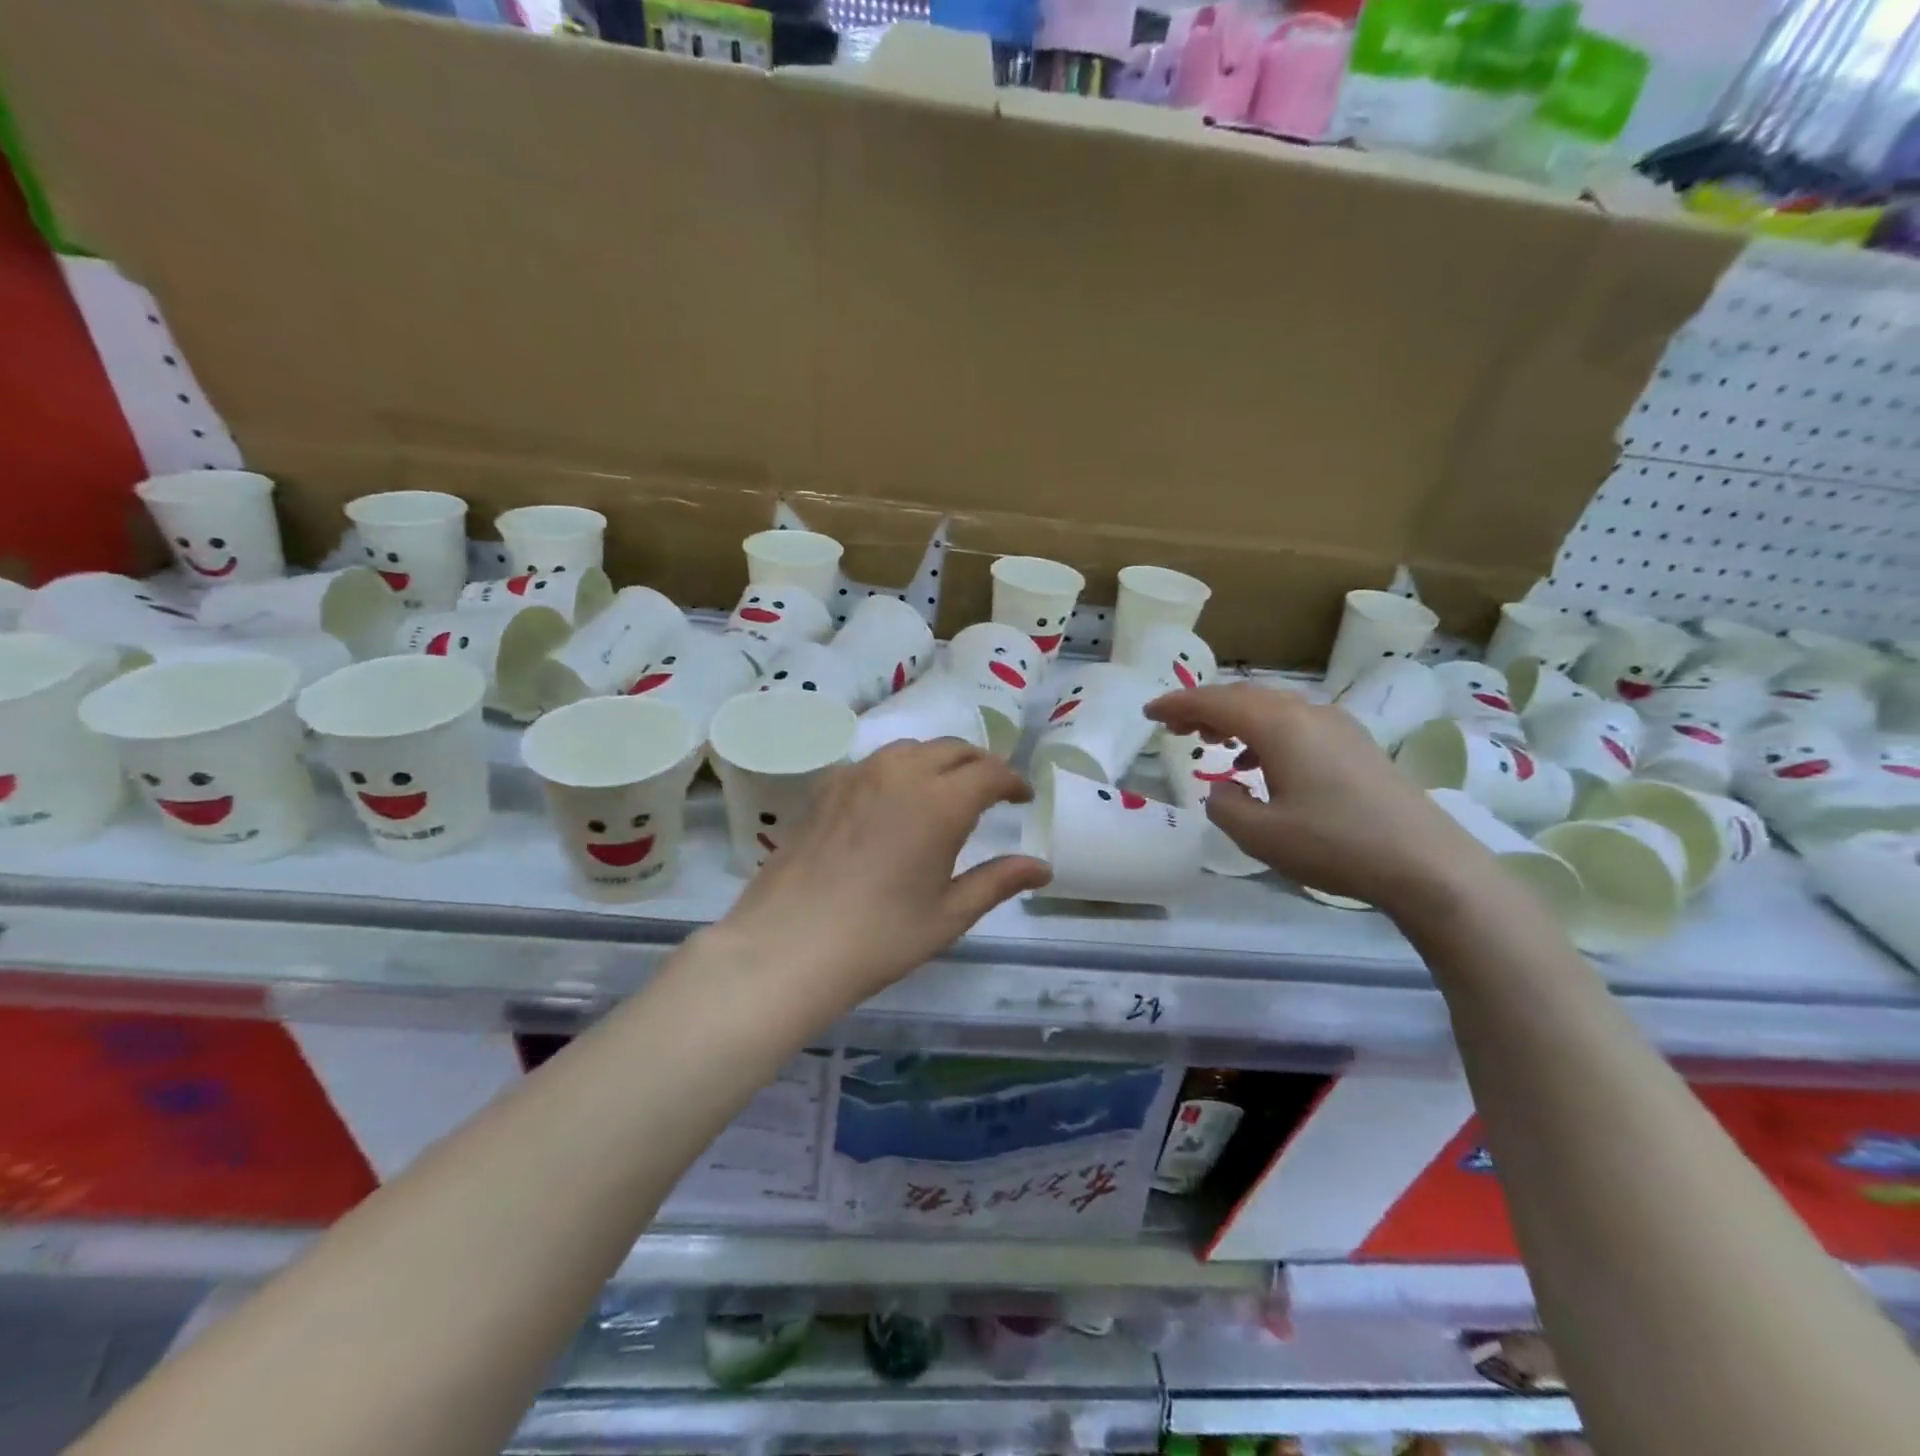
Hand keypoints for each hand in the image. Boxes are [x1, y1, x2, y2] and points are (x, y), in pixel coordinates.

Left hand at [712, 739, 1051, 1009]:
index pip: (990, 772)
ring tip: (944, 789)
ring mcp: (858, 775)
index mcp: (941, 802)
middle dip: (979, 764)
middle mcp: (901, 774)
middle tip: (990, 790)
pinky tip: (893, 799)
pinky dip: (898, 769)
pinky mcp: (826, 786)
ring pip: (911, 748)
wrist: (788, 946)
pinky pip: (874, 762)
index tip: (1021, 797)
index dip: (1012, 781)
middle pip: (952, 749)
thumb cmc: (879, 937)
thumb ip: (998, 881)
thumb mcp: (949, 915)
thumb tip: (1041, 867)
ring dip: (938, 760)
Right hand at [1146, 683, 1495, 912]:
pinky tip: (1260, 764)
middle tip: (1174, 728)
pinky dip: (1264, 733)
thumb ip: (1224, 805)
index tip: (1149, 714)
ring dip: (1235, 719)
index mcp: (1280, 726)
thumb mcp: (1260, 835)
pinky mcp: (1356, 745)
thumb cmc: (1336, 845)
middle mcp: (1308, 713)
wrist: (1427, 864)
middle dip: (1204, 708)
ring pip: (1272, 708)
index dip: (1177, 704)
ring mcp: (1338, 726)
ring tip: (1211, 742)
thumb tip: (1223, 787)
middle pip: (1244, 697)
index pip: (1215, 702)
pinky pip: (1296, 724)